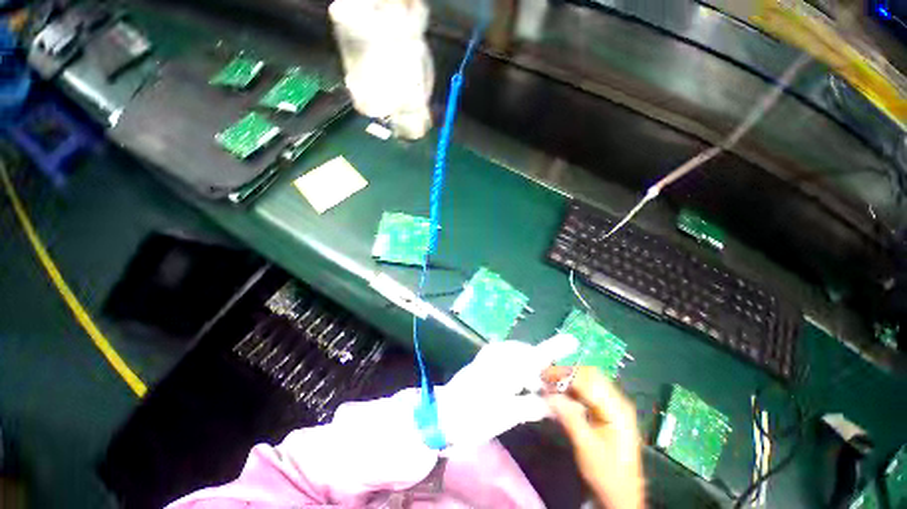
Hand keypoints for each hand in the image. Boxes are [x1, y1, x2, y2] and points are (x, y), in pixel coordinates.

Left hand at [435, 334, 578, 448]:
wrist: (445, 414)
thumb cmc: (476, 416)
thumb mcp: (508, 415)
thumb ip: (534, 405)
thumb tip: (555, 404)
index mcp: (506, 367)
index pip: (536, 355)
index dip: (555, 348)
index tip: (572, 340)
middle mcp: (498, 354)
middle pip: (528, 353)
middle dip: (540, 366)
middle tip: (548, 386)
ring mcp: (489, 354)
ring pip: (518, 354)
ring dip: (528, 366)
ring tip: (534, 386)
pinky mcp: (484, 358)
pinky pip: (508, 355)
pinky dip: (517, 365)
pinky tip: (519, 381)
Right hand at [545, 367, 644, 508]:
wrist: (622, 496)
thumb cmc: (606, 473)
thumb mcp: (586, 446)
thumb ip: (568, 416)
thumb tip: (548, 393)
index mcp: (616, 408)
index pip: (588, 380)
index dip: (564, 373)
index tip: (542, 374)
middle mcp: (617, 400)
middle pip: (589, 374)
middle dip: (565, 371)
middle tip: (543, 375)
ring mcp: (613, 404)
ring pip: (588, 379)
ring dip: (567, 377)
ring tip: (548, 381)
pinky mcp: (606, 410)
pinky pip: (587, 390)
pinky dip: (571, 387)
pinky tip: (559, 391)